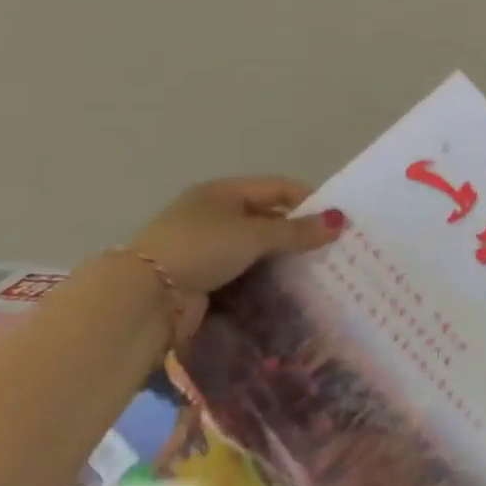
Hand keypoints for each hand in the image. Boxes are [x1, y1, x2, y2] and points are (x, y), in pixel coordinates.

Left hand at [128, 177, 343, 297]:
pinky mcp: (206, 275)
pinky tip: (289, 285)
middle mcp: (216, 214)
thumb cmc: (202, 249)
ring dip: (284, 256)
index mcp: (223, 191)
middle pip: (269, 217)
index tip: (337, 220)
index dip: (309, 200)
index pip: (278, 187)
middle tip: (333, 247)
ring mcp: (209, 246)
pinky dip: (267, 275)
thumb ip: (297, 230)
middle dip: (299, 231)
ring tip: (318, 269)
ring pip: (259, 246)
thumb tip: (339, 221)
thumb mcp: (254, 235)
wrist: (146, 297)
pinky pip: (247, 269)